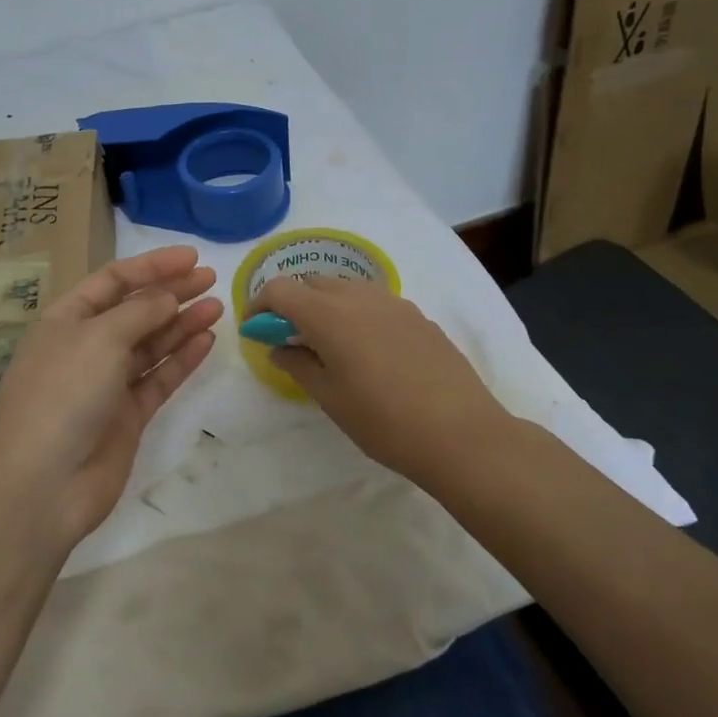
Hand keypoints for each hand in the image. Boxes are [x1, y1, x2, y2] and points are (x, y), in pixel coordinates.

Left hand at [0, 246, 221, 544]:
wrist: (41, 484)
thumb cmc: (62, 394)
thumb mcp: (99, 338)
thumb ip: (140, 312)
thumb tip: (168, 298)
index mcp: (65, 320)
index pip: (112, 281)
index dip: (151, 266)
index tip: (191, 258)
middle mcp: (85, 348)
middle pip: (134, 311)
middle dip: (171, 293)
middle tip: (211, 279)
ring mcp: (106, 384)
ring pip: (150, 345)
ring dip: (181, 323)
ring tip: (218, 306)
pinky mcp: (126, 417)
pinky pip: (158, 379)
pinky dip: (181, 360)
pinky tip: (207, 341)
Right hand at [252, 276, 509, 487]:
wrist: (461, 434)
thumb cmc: (383, 421)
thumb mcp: (329, 398)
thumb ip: (298, 365)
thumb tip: (279, 349)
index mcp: (328, 314)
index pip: (280, 290)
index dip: (260, 305)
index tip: (256, 329)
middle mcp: (359, 297)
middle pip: (313, 282)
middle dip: (293, 302)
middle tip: (289, 337)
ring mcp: (393, 303)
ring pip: (346, 288)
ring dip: (326, 304)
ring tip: (328, 343)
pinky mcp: (418, 316)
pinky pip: (375, 302)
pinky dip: (356, 313)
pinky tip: (367, 350)